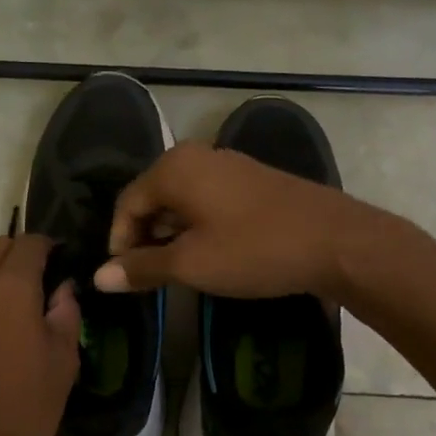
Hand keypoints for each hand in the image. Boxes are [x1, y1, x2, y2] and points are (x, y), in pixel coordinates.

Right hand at [94, 142, 385, 298]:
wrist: (336, 241)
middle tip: (148, 276)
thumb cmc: (254, 249)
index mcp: (174, 168)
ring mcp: (228, 165)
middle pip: (151, 198)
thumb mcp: (191, 264)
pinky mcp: (251, 180)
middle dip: (144, 238)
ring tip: (177, 270)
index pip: (126, 204)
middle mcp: (197, 156)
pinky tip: (209, 254)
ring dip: (171, 234)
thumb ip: (142, 267)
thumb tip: (98, 278)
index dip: (119, 242)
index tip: (125, 278)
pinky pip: (207, 200)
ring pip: (181, 200)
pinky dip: (196, 226)